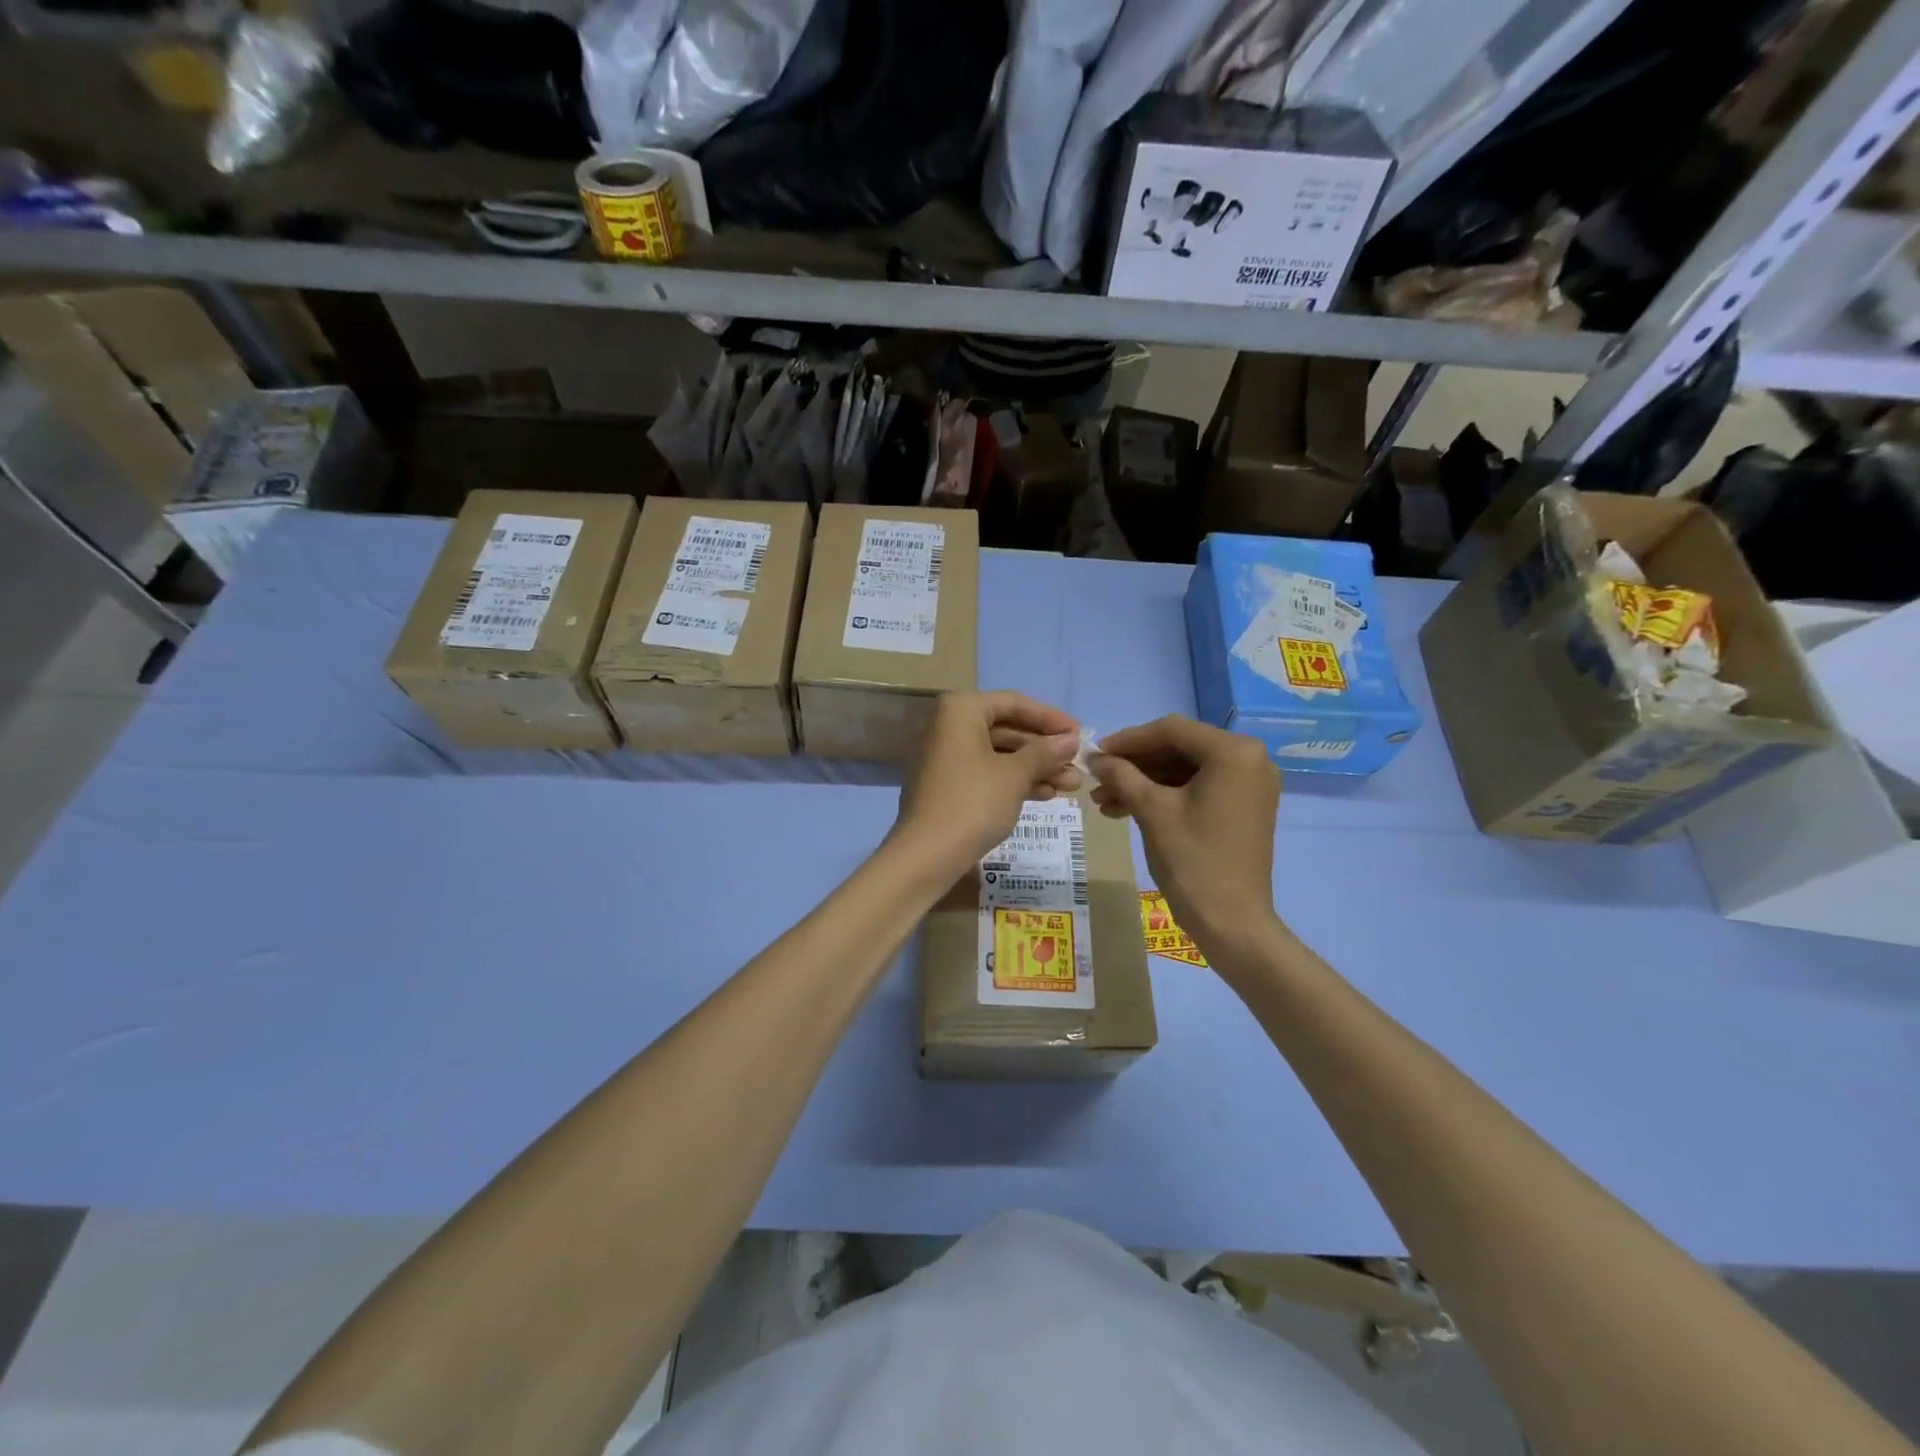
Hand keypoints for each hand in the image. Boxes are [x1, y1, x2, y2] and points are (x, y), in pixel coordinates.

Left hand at [891, 692, 1081, 882]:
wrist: (926, 855)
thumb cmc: (973, 803)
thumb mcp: (1015, 775)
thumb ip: (1045, 752)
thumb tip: (1071, 740)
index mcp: (960, 710)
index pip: (1014, 703)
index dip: (1051, 718)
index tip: (1080, 734)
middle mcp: (948, 726)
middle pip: (1007, 729)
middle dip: (1045, 749)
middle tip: (1078, 765)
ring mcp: (945, 756)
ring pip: (999, 754)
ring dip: (1035, 768)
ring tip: (1071, 785)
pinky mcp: (946, 785)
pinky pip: (986, 773)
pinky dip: (1014, 781)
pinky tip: (1045, 795)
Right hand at [1090, 716, 1280, 953]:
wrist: (1232, 922)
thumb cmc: (1193, 860)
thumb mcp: (1151, 811)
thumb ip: (1121, 775)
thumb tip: (1095, 757)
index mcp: (1233, 752)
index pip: (1171, 730)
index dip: (1127, 740)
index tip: (1094, 754)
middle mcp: (1249, 759)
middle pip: (1178, 748)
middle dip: (1134, 765)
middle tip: (1097, 780)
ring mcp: (1249, 784)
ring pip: (1184, 770)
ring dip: (1144, 782)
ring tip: (1104, 802)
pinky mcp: (1243, 806)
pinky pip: (1198, 788)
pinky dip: (1164, 796)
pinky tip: (1127, 810)